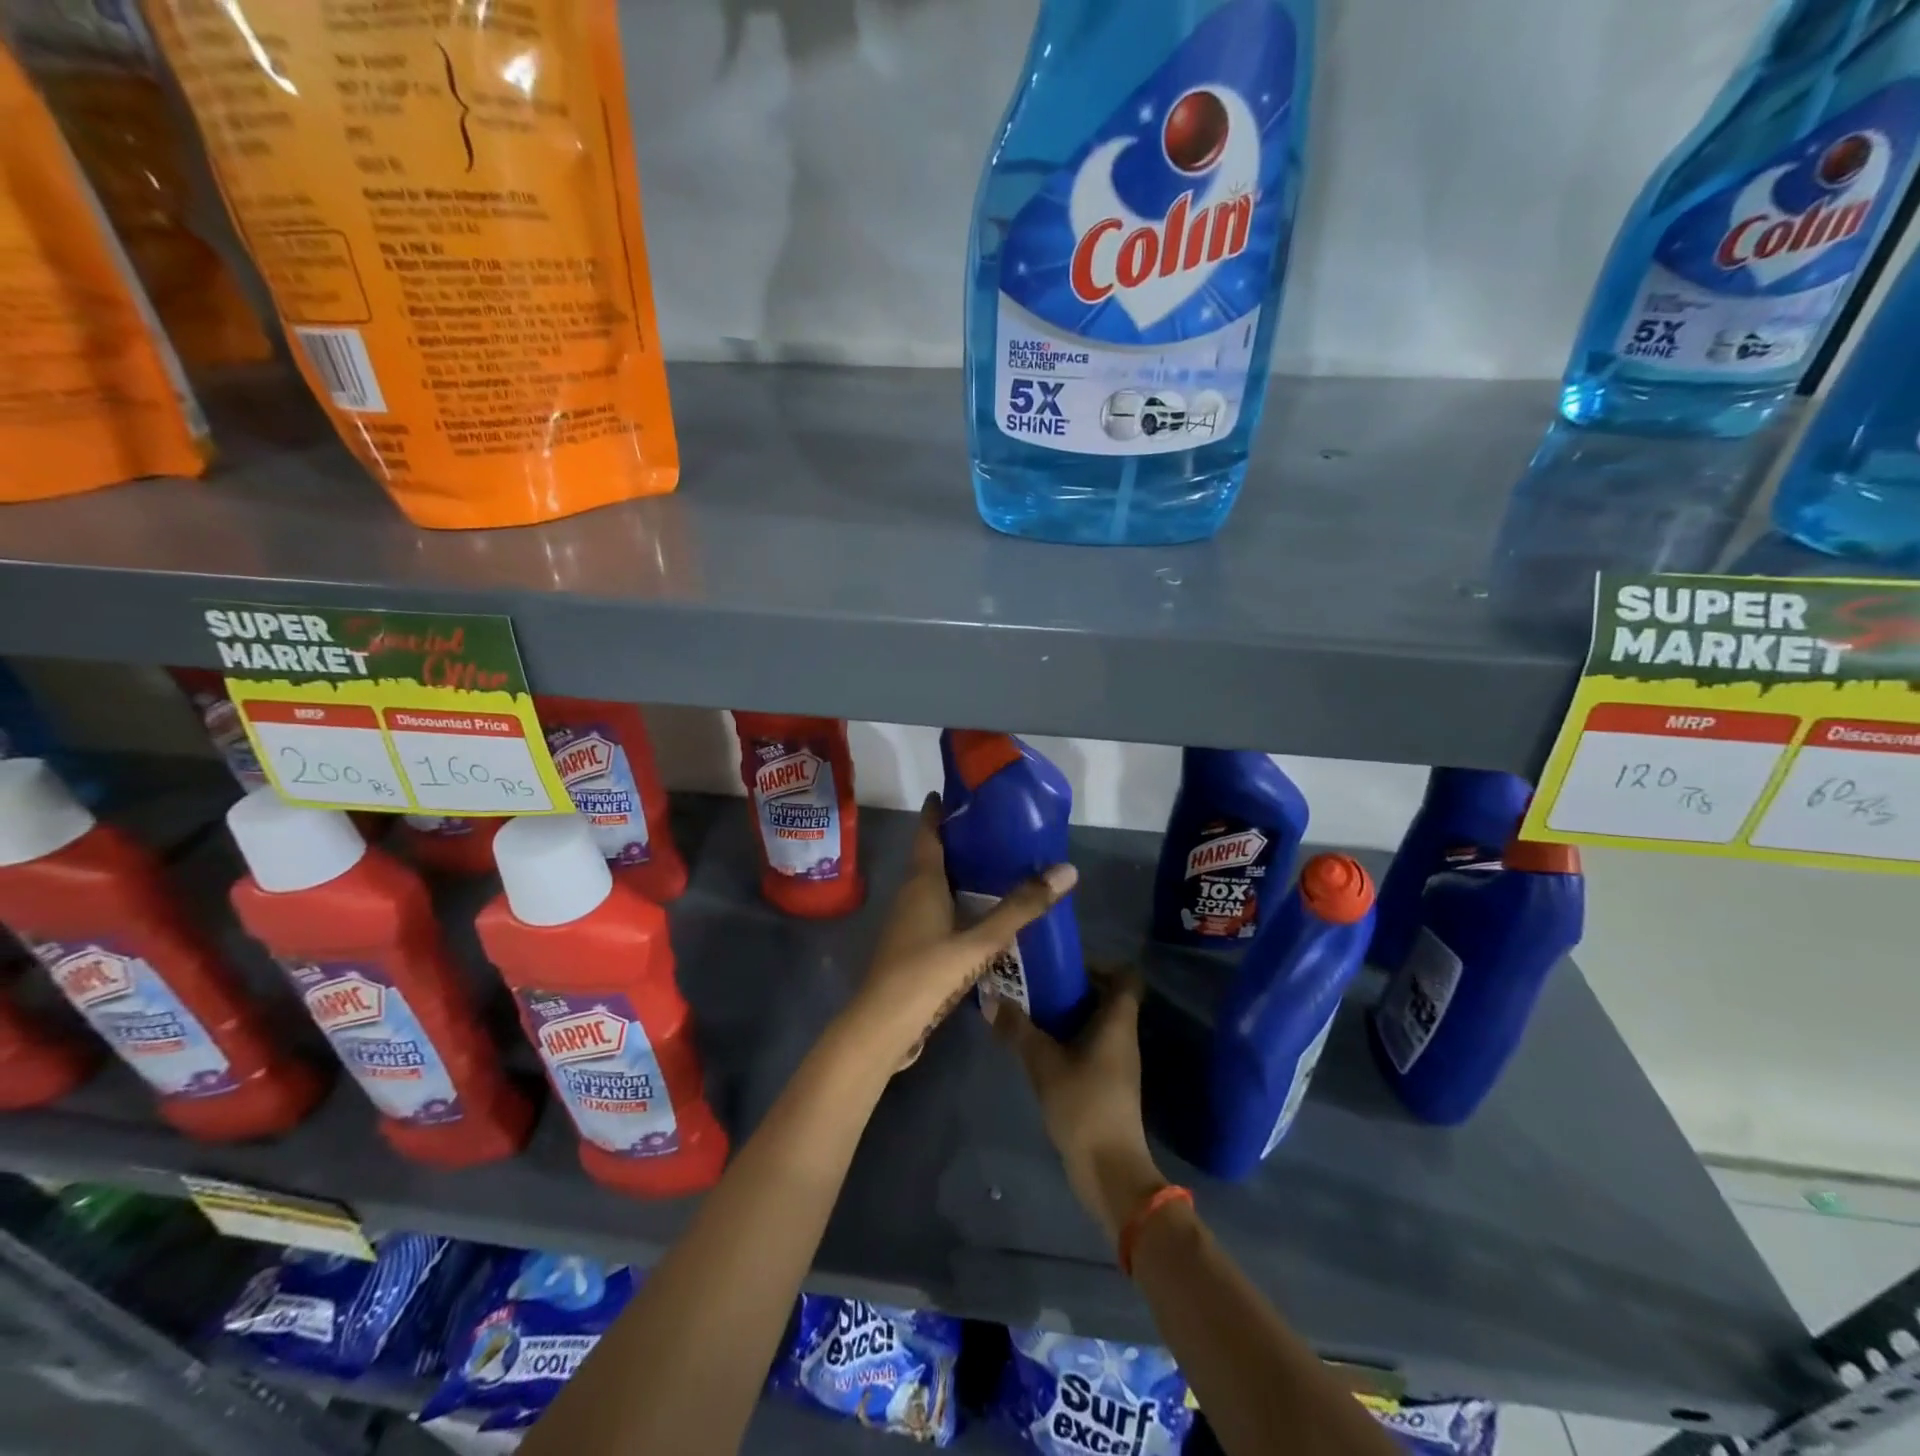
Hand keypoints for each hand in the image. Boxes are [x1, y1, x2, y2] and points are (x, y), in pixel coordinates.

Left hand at [844, 793, 1076, 1070]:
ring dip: (957, 872)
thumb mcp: (979, 942)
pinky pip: (934, 909)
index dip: (937, 811)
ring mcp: (906, 922)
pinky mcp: (910, 946)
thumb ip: (1020, 908)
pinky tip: (979, 913)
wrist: (882, 1028)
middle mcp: (910, 894)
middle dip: (957, 840)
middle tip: (994, 827)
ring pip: (933, 885)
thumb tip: (1066, 869)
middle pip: (931, 856)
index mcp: (921, 882)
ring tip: (994, 866)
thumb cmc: (926, 974)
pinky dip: (955, 901)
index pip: (927, 833)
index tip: (953, 791)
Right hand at [991, 974, 1167, 1244]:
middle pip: (1106, 998)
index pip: (1125, 977)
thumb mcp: (1043, 1062)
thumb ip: (1018, 1029)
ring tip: (1030, 1011)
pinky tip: (1038, 1047)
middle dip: (1072, 988)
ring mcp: (1118, 1063)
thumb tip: (990, 999)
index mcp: (1117, 1022)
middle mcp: (1123, 1036)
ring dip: (1067, 1015)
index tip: (1064, 965)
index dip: (1100, 964)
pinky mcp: (1108, 1084)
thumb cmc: (1083, 1104)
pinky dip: (1068, 1040)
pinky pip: (1090, 1047)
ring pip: (1096, 1024)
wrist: (1109, 1169)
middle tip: (1036, 984)